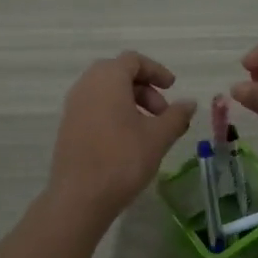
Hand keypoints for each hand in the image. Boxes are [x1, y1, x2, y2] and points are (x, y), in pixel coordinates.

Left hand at [47, 51, 195, 223]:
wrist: (79, 197)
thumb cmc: (122, 160)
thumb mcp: (158, 137)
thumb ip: (176, 116)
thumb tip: (189, 103)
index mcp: (107, 79)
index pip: (133, 60)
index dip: (156, 71)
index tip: (172, 88)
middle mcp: (86, 85)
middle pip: (118, 74)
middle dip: (144, 89)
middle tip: (162, 113)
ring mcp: (73, 106)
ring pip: (105, 92)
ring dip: (130, 102)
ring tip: (148, 130)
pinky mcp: (67, 127)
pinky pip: (94, 108)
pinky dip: (114, 114)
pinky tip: (128, 141)